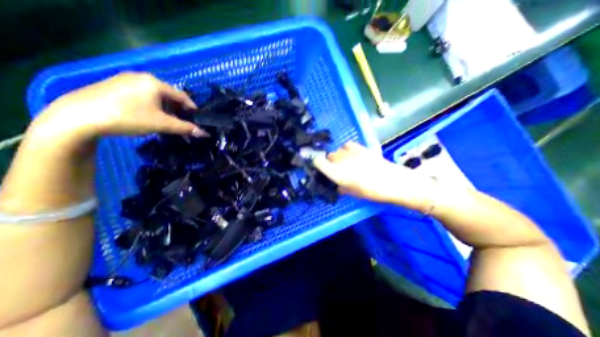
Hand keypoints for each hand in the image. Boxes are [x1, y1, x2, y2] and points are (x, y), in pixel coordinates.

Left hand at [30, 72, 208, 140]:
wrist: (79, 117)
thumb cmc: (129, 117)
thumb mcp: (162, 124)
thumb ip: (185, 128)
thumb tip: (205, 134)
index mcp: (155, 83)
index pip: (182, 95)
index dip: (192, 107)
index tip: (197, 118)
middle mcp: (141, 77)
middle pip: (169, 94)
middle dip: (178, 109)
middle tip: (183, 121)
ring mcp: (125, 80)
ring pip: (155, 95)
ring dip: (165, 107)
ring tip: (167, 120)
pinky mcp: (114, 86)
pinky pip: (142, 94)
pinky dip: (152, 105)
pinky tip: (149, 114)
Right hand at [315, 141, 435, 210]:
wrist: (393, 181)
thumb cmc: (371, 192)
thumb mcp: (352, 193)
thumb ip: (341, 187)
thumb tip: (337, 184)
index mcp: (336, 173)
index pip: (318, 162)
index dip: (315, 162)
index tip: (316, 165)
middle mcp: (340, 161)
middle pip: (328, 156)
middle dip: (329, 162)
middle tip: (336, 169)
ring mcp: (351, 153)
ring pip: (337, 151)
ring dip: (338, 156)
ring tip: (345, 162)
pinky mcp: (360, 148)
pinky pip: (347, 145)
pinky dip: (346, 149)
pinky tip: (352, 154)